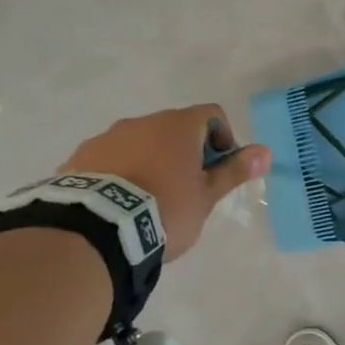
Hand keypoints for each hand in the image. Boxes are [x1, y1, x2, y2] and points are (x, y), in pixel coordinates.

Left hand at [60, 105, 270, 260]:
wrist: (98, 230)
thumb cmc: (165, 209)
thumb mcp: (206, 195)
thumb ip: (234, 171)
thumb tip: (265, 151)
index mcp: (178, 126)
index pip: (212, 115)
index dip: (222, 138)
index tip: (219, 169)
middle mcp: (142, 121)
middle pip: (174, 129)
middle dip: (184, 153)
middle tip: (187, 189)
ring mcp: (107, 137)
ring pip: (139, 143)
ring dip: (150, 161)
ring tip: (149, 200)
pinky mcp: (80, 158)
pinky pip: (109, 159)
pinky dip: (121, 173)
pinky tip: (120, 204)